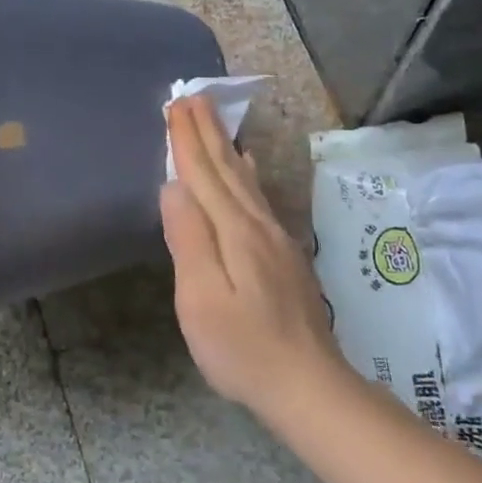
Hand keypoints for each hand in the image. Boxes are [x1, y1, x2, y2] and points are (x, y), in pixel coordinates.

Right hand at [160, 96, 339, 415]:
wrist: (308, 387)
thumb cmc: (242, 348)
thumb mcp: (201, 298)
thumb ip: (188, 239)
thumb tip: (173, 187)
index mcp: (235, 233)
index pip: (204, 176)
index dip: (187, 140)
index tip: (174, 104)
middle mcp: (258, 226)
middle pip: (227, 169)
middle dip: (207, 132)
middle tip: (192, 96)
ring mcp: (275, 240)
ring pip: (245, 180)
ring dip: (225, 146)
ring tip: (214, 120)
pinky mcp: (283, 256)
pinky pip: (258, 197)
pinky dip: (247, 173)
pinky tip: (248, 166)